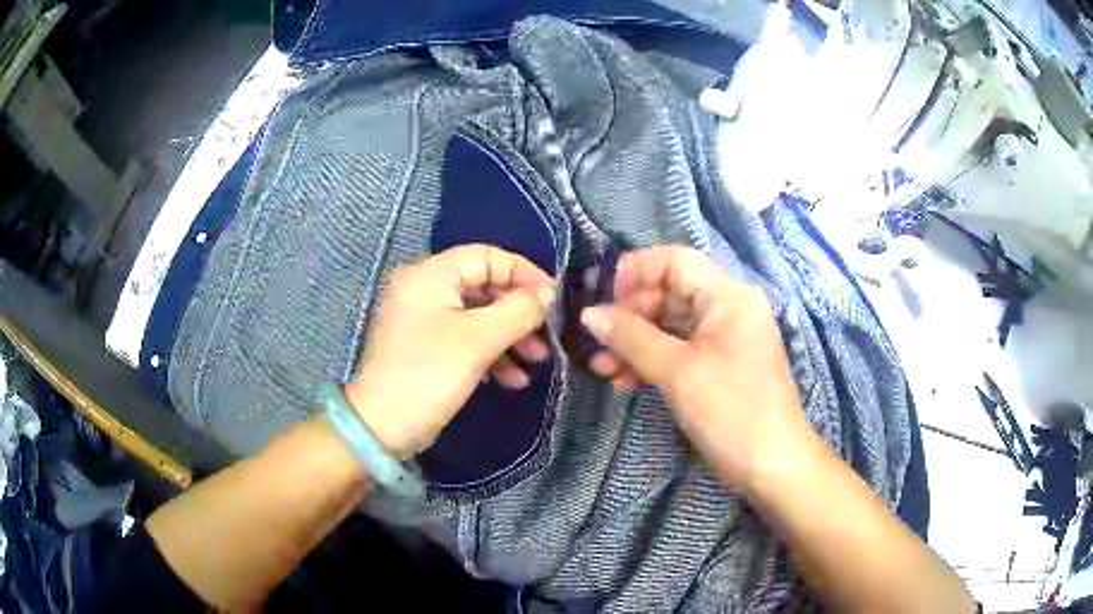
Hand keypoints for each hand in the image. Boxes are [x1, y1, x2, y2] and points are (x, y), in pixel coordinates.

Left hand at [344, 245, 554, 456]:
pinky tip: (513, 379)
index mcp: (430, 275)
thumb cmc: (429, 374)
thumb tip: (548, 294)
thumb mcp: (478, 340)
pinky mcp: (428, 346)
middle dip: (519, 313)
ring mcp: (425, 319)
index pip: (486, 256)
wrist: (382, 427)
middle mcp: (425, 289)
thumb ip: (519, 310)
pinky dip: (491, 354)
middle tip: (547, 336)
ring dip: (510, 337)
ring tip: (537, 361)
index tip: (553, 299)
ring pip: (479, 316)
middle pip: (485, 287)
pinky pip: (466, 338)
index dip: (524, 273)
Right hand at [580, 246, 809, 486]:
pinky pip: (680, 351)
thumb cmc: (730, 411)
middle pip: (671, 293)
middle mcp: (729, 309)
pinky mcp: (718, 367)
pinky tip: (625, 381)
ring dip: (635, 343)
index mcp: (729, 296)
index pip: (676, 261)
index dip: (636, 271)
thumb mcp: (677, 371)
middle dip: (630, 315)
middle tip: (597, 341)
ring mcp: (724, 340)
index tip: (602, 296)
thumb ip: (631, 338)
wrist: (771, 466)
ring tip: (602, 368)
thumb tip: (589, 314)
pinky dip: (652, 361)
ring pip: (671, 326)